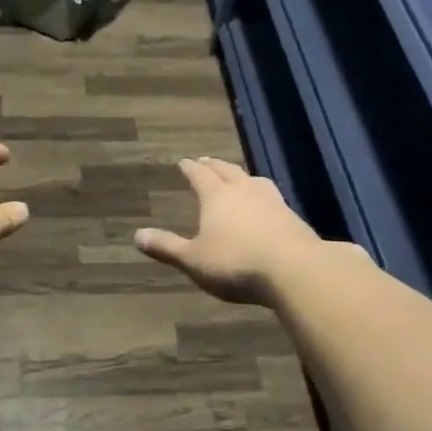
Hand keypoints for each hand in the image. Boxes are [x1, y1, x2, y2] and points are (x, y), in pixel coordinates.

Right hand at [133, 157, 330, 304]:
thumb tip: (137, 235)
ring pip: (253, 180)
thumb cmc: (235, 263)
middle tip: (205, 161)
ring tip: (238, 177)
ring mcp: (272, 202)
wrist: (294, 269)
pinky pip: (272, 197)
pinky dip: (262, 195)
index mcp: (217, 196)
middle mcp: (244, 191)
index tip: (183, 161)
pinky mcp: (292, 218)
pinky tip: (266, 205)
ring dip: (242, 176)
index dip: (189, 168)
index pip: (199, 175)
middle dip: (214, 165)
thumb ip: (166, 247)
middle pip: (227, 171)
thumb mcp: (193, 260)